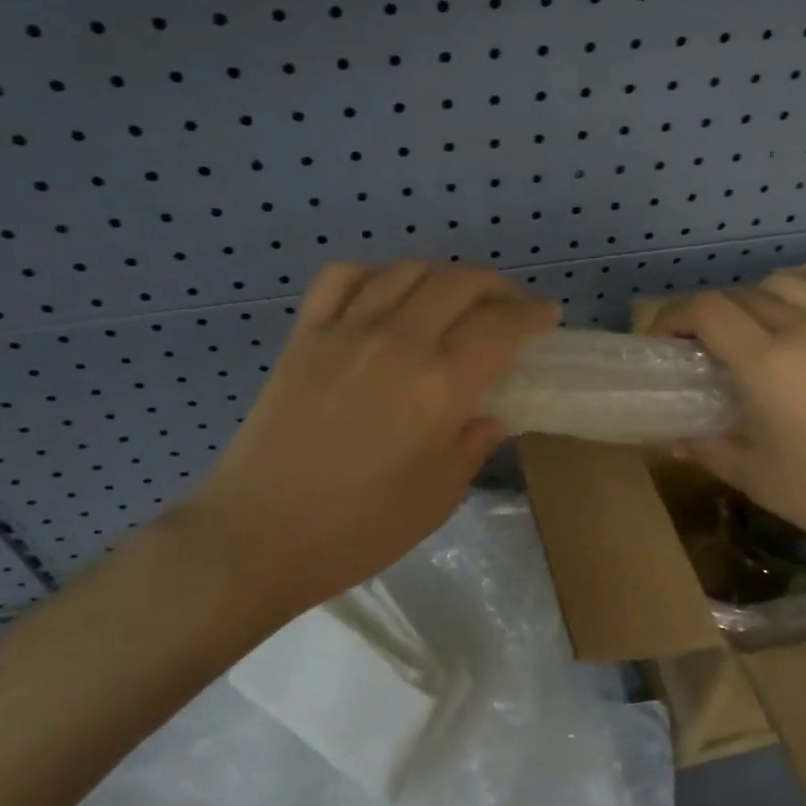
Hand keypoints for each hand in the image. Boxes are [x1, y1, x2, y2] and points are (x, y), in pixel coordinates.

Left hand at [171, 261, 557, 619]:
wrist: (258, 536)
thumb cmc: (358, 529)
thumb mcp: (438, 497)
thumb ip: (472, 445)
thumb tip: (489, 415)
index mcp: (439, 385)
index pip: (500, 326)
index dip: (531, 314)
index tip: (547, 316)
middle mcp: (398, 341)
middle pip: (459, 283)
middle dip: (497, 287)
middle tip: (510, 306)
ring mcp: (346, 331)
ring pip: (407, 270)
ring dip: (443, 275)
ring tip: (455, 298)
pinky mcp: (305, 334)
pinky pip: (343, 277)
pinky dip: (375, 272)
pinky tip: (386, 292)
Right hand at [649, 265, 805, 575]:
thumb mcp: (760, 479)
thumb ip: (710, 449)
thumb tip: (675, 438)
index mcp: (767, 363)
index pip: (706, 310)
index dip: (672, 318)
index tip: (663, 344)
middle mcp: (804, 328)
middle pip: (739, 296)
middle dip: (707, 316)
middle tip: (700, 352)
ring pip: (784, 283)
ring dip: (752, 299)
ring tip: (749, 332)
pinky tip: (801, 302)